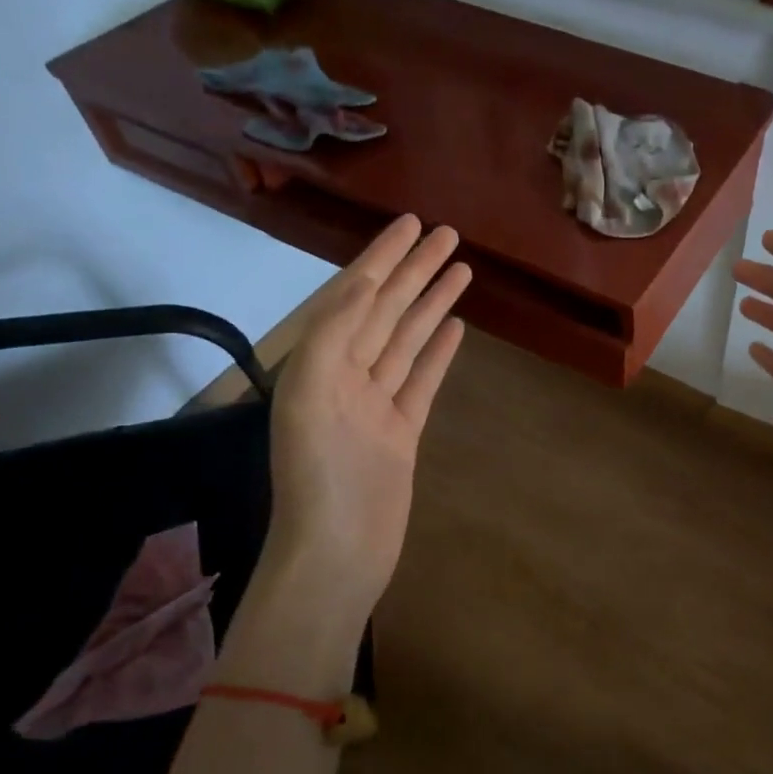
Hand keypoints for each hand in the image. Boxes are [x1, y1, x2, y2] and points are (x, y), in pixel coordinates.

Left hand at [263, 215, 469, 616]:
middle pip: (387, 310)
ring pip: (407, 340)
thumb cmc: (320, 475)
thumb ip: (331, 334)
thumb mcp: (311, 394)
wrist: (338, 550)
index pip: (355, 294)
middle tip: (449, 234)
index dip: (382, 256)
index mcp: (318, 361)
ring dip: (431, 304)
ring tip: (461, 270)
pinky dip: (437, 352)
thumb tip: (360, 285)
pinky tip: (454, 327)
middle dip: (415, 270)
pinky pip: (422, 380)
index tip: (410, 223)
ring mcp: (376, 402)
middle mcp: (346, 374)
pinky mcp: (401, 430)